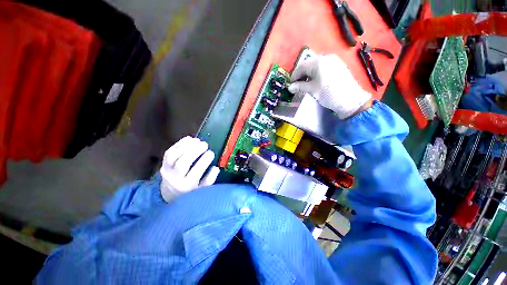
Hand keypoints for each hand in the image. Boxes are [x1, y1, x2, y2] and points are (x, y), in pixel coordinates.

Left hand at [160, 136, 219, 201]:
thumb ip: (210, 179)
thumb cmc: (190, 190)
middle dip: (195, 151)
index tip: (211, 153)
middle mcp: (175, 178)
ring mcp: (167, 170)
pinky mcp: (163, 163)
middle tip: (205, 144)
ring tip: (197, 140)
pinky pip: (169, 152)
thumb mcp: (202, 189)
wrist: (170, 193)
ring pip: (173, 156)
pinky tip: (189, 139)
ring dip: (186, 146)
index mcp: (187, 185)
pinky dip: (179, 144)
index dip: (204, 160)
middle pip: (183, 163)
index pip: (196, 172)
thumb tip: (215, 168)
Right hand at [288, 54, 371, 119]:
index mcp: (318, 62)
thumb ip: (299, 87)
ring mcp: (333, 60)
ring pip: (316, 65)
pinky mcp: (338, 65)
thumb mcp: (312, 90)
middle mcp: (325, 57)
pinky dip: (316, 73)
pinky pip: (323, 67)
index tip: (290, 85)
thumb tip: (290, 88)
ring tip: (305, 84)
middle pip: (308, 64)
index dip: (294, 76)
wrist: (349, 99)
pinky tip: (315, 81)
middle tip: (297, 85)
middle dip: (301, 75)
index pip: (301, 67)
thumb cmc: (328, 93)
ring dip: (308, 74)